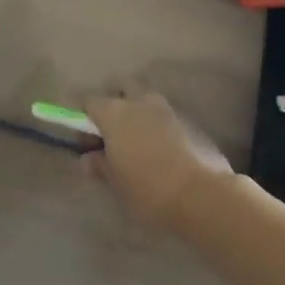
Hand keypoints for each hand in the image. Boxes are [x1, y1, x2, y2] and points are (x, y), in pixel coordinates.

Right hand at [83, 87, 231, 228]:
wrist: (200, 195)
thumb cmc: (147, 188)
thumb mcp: (115, 182)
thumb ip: (100, 165)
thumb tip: (88, 159)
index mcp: (114, 112)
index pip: (90, 102)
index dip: (85, 119)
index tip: (87, 141)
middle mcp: (139, 102)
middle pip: (123, 90)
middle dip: (117, 104)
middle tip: (115, 134)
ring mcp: (167, 109)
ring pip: (147, 101)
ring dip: (141, 114)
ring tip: (141, 144)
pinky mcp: (190, 122)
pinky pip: (167, 117)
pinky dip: (160, 127)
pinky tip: (163, 152)